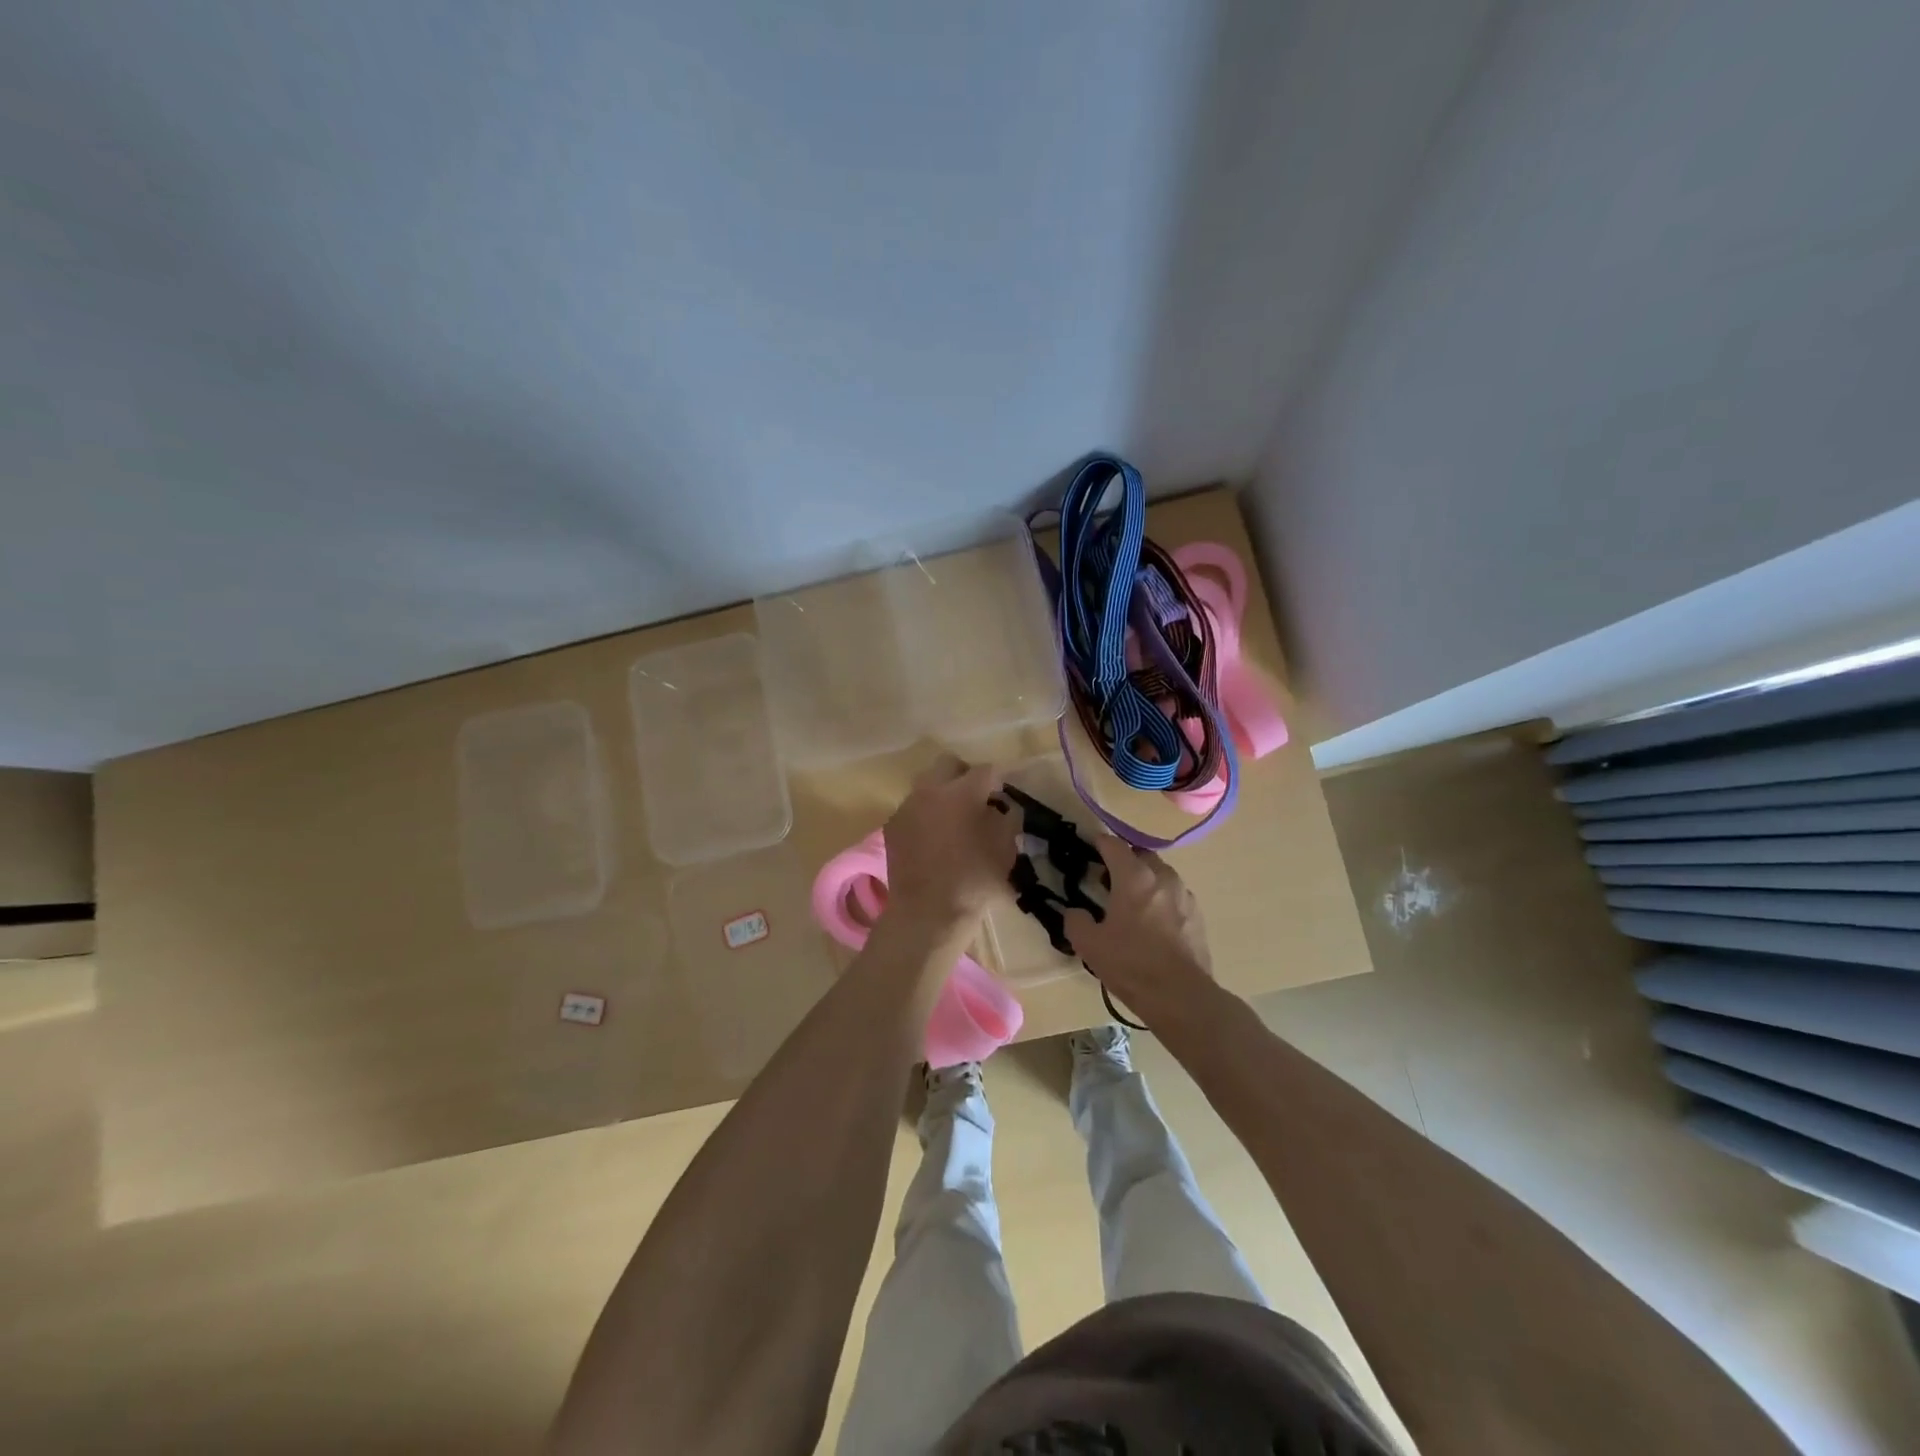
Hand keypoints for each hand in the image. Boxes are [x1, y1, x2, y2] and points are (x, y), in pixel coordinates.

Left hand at [881, 756, 1016, 933]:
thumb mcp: (1005, 851)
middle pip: (948, 764)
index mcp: (962, 793)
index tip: (1002, 794)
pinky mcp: (892, 825)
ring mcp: (907, 806)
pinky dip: (925, 814)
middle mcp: (930, 790)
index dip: (998, 780)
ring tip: (953, 818)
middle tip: (976, 798)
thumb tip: (1001, 807)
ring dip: (942, 793)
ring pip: (927, 784)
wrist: (926, 914)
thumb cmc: (974, 883)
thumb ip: (1006, 819)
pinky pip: (913, 808)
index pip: (986, 770)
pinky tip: (933, 837)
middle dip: (965, 775)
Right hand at [1063, 834, 1213, 1018]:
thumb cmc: (1131, 964)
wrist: (1181, 996)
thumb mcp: (1089, 944)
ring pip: (1161, 875)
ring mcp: (1185, 895)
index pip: (1114, 845)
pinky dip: (1161, 899)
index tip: (1089, 847)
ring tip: (1131, 903)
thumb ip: (1076, 921)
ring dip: (1145, 879)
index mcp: (1134, 877)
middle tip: (1108, 880)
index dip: (1099, 843)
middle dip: (1124, 861)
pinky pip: (1175, 896)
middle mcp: (1163, 877)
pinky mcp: (1198, 915)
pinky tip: (1153, 923)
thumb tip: (1075, 912)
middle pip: (1141, 855)